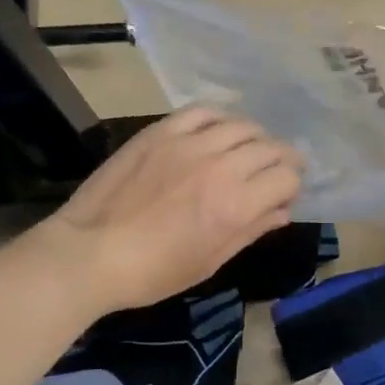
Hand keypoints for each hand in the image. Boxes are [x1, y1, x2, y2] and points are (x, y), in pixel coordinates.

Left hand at [41, 107, 303, 312]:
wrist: (92, 252)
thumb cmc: (154, 271)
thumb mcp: (211, 261)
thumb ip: (251, 230)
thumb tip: (282, 211)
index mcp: (237, 205)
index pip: (287, 178)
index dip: (292, 186)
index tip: (283, 195)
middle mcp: (221, 167)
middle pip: (271, 148)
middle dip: (282, 160)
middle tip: (275, 172)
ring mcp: (189, 144)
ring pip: (242, 126)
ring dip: (255, 138)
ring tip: (249, 150)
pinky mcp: (161, 132)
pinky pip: (203, 112)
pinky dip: (220, 119)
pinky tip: (219, 130)